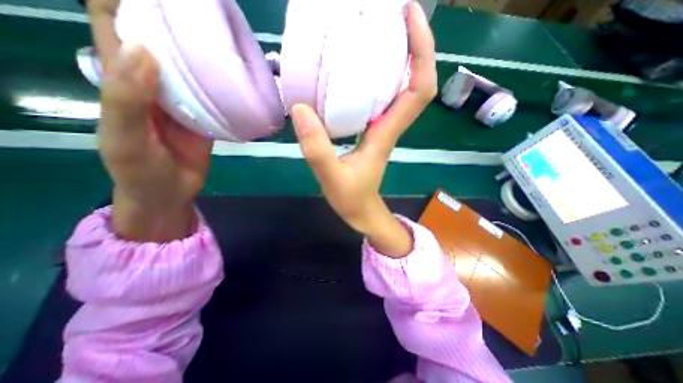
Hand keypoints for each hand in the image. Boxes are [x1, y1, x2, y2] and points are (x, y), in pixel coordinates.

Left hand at [87, 0, 211, 239]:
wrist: (172, 191)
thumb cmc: (140, 169)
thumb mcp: (124, 136)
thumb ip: (127, 97)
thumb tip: (147, 50)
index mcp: (122, 78)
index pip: (114, 24)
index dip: (123, 1)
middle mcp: (155, 82)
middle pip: (161, 40)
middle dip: (174, 20)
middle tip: (205, 12)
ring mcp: (185, 100)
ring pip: (192, 67)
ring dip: (205, 51)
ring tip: (226, 37)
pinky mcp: (208, 116)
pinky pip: (215, 94)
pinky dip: (224, 84)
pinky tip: (237, 77)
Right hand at [292, 1, 430, 258]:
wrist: (361, 211)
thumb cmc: (352, 199)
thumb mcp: (332, 178)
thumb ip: (317, 149)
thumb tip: (300, 108)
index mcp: (386, 133)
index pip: (418, 89)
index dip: (421, 53)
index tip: (411, 18)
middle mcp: (389, 125)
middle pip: (414, 80)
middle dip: (412, 44)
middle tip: (391, 14)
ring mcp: (381, 127)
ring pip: (398, 87)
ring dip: (396, 57)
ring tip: (377, 30)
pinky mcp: (370, 131)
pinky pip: (380, 98)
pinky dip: (377, 77)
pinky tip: (358, 68)